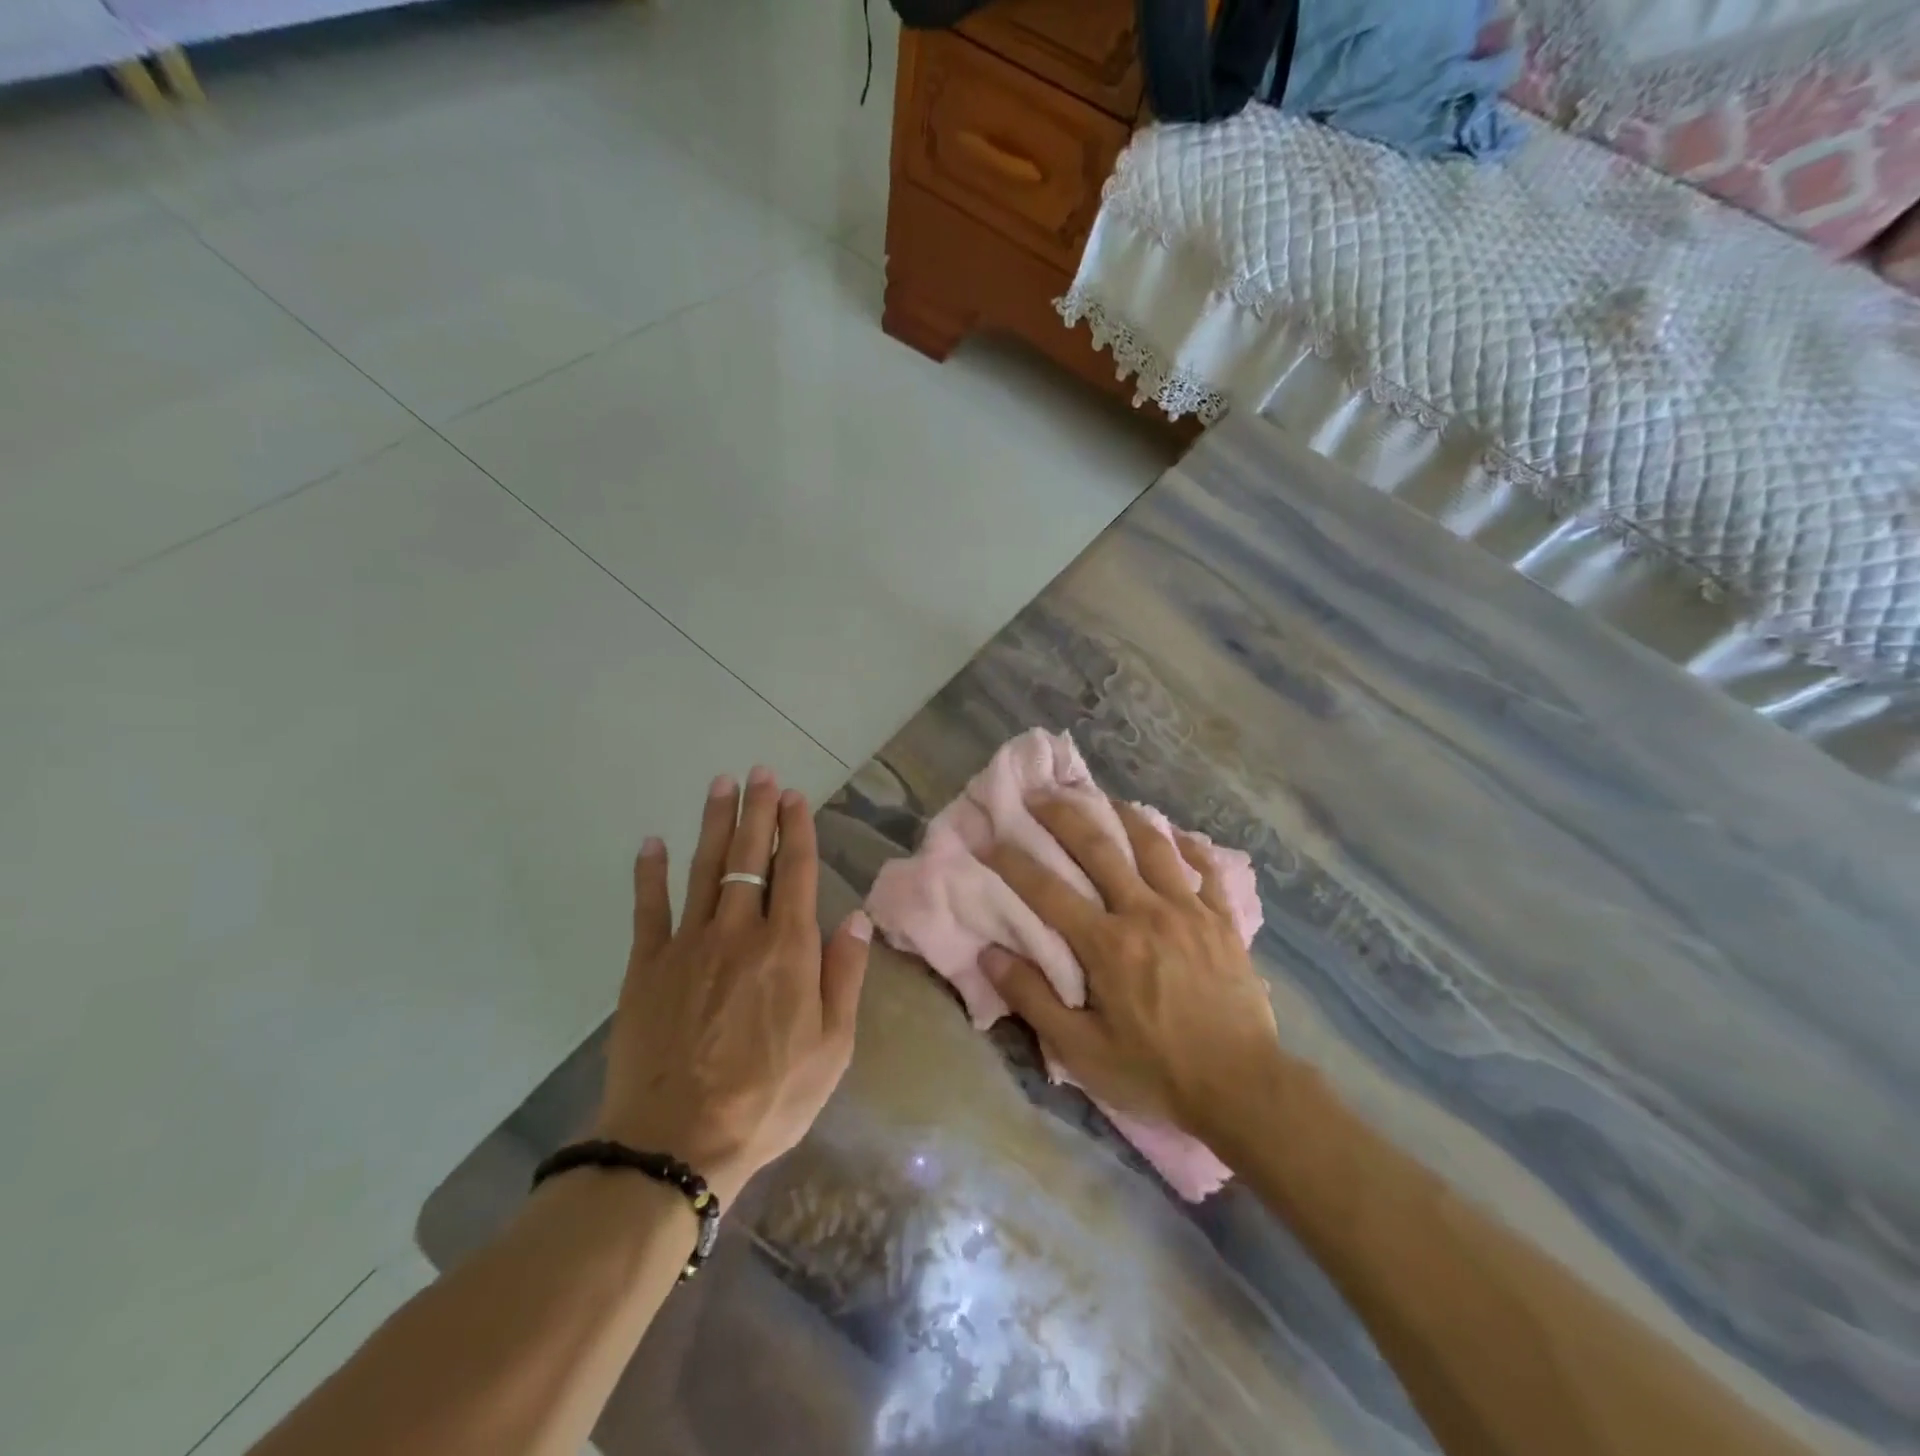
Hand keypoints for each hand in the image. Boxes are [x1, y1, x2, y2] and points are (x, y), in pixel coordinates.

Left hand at [595, 768, 871, 1206]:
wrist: (677, 1143)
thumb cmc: (769, 1098)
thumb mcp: (832, 1047)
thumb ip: (845, 975)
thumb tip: (857, 916)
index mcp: (788, 949)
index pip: (796, 871)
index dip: (796, 829)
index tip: (794, 796)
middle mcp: (739, 932)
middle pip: (749, 857)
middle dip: (757, 811)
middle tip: (759, 773)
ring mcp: (688, 945)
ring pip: (704, 868)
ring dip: (714, 823)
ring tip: (720, 785)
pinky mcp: (646, 966)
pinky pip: (648, 909)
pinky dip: (650, 873)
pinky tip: (652, 843)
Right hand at [980, 795, 1281, 1140]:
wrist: (1242, 1087)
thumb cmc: (1155, 1071)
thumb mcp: (1082, 1050)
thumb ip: (1033, 999)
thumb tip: (989, 955)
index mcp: (1107, 944)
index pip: (1047, 892)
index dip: (1013, 863)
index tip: (989, 839)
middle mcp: (1145, 912)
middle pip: (1099, 849)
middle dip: (1064, 816)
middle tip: (1041, 793)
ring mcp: (1189, 911)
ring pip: (1153, 845)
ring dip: (1124, 815)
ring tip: (1104, 798)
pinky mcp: (1222, 920)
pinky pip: (1204, 869)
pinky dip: (1186, 846)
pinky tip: (1175, 834)